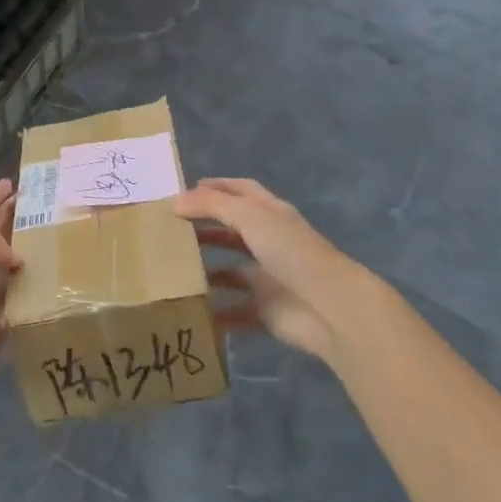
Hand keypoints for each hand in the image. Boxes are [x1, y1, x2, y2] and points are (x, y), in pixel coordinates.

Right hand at [175, 178, 359, 362]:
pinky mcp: (266, 311)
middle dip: (205, 228)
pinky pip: (234, 311)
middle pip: (233, 230)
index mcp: (270, 214)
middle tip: (171, 231)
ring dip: (207, 271)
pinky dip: (215, 313)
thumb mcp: (249, 216)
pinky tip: (191, 311)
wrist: (329, 308)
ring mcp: (268, 277)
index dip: (217, 187)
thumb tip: (175, 201)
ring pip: (232, 271)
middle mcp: (270, 241)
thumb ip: (211, 205)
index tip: (185, 191)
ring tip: (173, 270)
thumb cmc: (290, 251)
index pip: (241, 192)